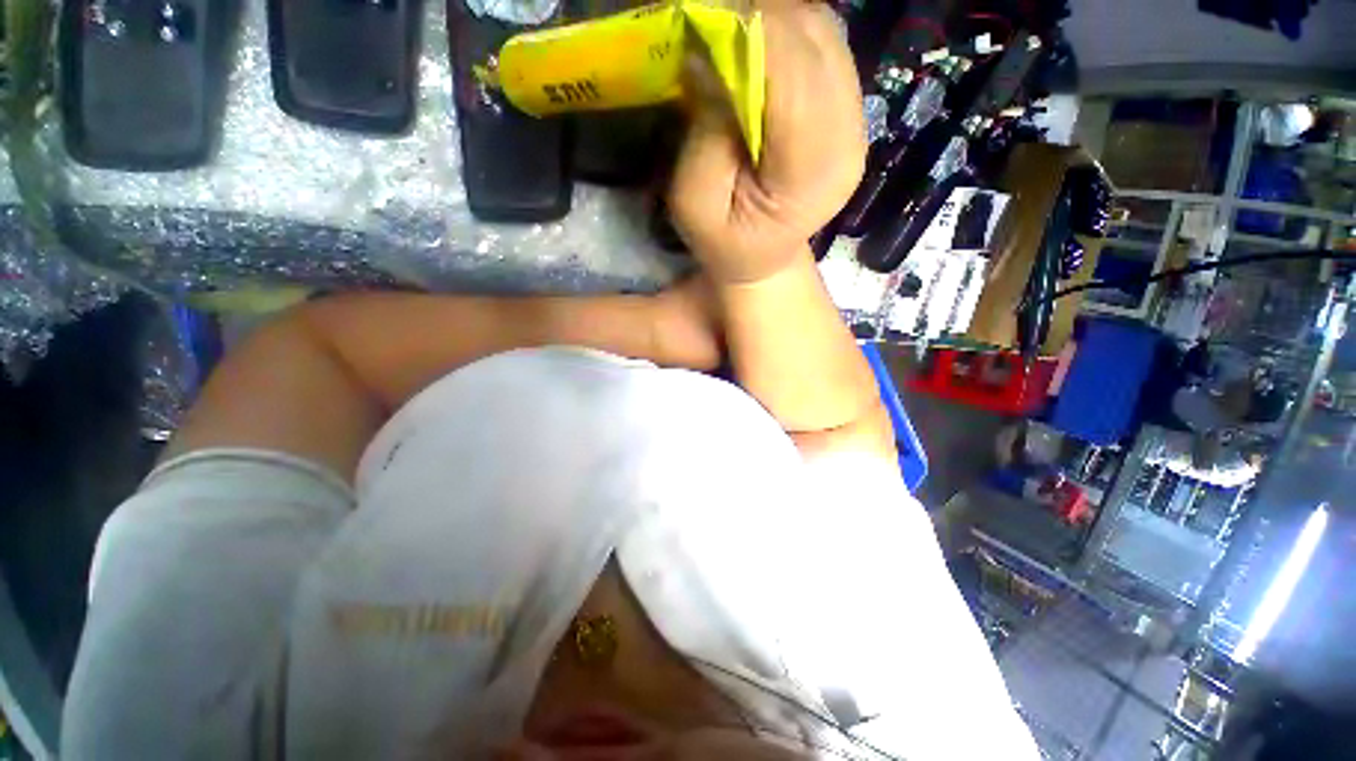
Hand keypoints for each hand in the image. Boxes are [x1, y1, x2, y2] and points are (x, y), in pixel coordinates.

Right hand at [667, 0, 865, 284]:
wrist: (763, 260)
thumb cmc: (725, 242)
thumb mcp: (695, 205)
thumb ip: (705, 137)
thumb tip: (711, 58)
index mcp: (810, 174)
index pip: (793, 76)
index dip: (751, 31)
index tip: (704, 15)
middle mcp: (847, 140)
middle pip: (815, 44)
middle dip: (760, 16)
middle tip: (712, 18)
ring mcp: (855, 123)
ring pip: (824, 35)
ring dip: (776, 19)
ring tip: (733, 30)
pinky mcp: (848, 112)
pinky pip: (825, 46)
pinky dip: (789, 31)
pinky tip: (760, 45)